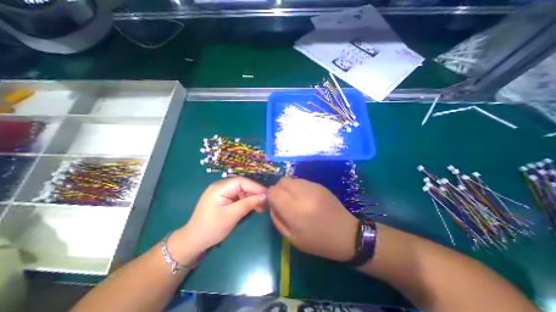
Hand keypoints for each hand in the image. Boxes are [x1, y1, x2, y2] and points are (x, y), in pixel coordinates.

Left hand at [171, 176, 266, 261]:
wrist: (194, 241)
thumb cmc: (211, 229)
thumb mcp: (231, 216)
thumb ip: (247, 204)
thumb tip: (264, 196)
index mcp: (220, 188)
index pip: (241, 181)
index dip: (255, 187)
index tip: (267, 195)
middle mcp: (221, 186)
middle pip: (243, 185)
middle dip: (255, 193)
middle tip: (266, 203)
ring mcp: (223, 192)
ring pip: (242, 191)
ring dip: (252, 198)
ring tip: (262, 207)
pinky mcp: (225, 199)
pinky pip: (239, 196)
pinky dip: (247, 201)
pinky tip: (254, 207)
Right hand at [269, 178, 360, 259]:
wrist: (346, 234)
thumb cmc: (318, 241)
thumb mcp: (292, 238)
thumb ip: (276, 219)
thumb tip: (271, 204)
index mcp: (295, 210)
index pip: (274, 191)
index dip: (270, 196)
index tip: (274, 203)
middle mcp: (304, 194)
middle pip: (282, 181)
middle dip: (278, 189)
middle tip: (283, 201)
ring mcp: (313, 187)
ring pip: (291, 179)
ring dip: (288, 187)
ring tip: (294, 199)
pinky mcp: (320, 185)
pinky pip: (301, 181)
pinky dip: (297, 187)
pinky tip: (304, 198)